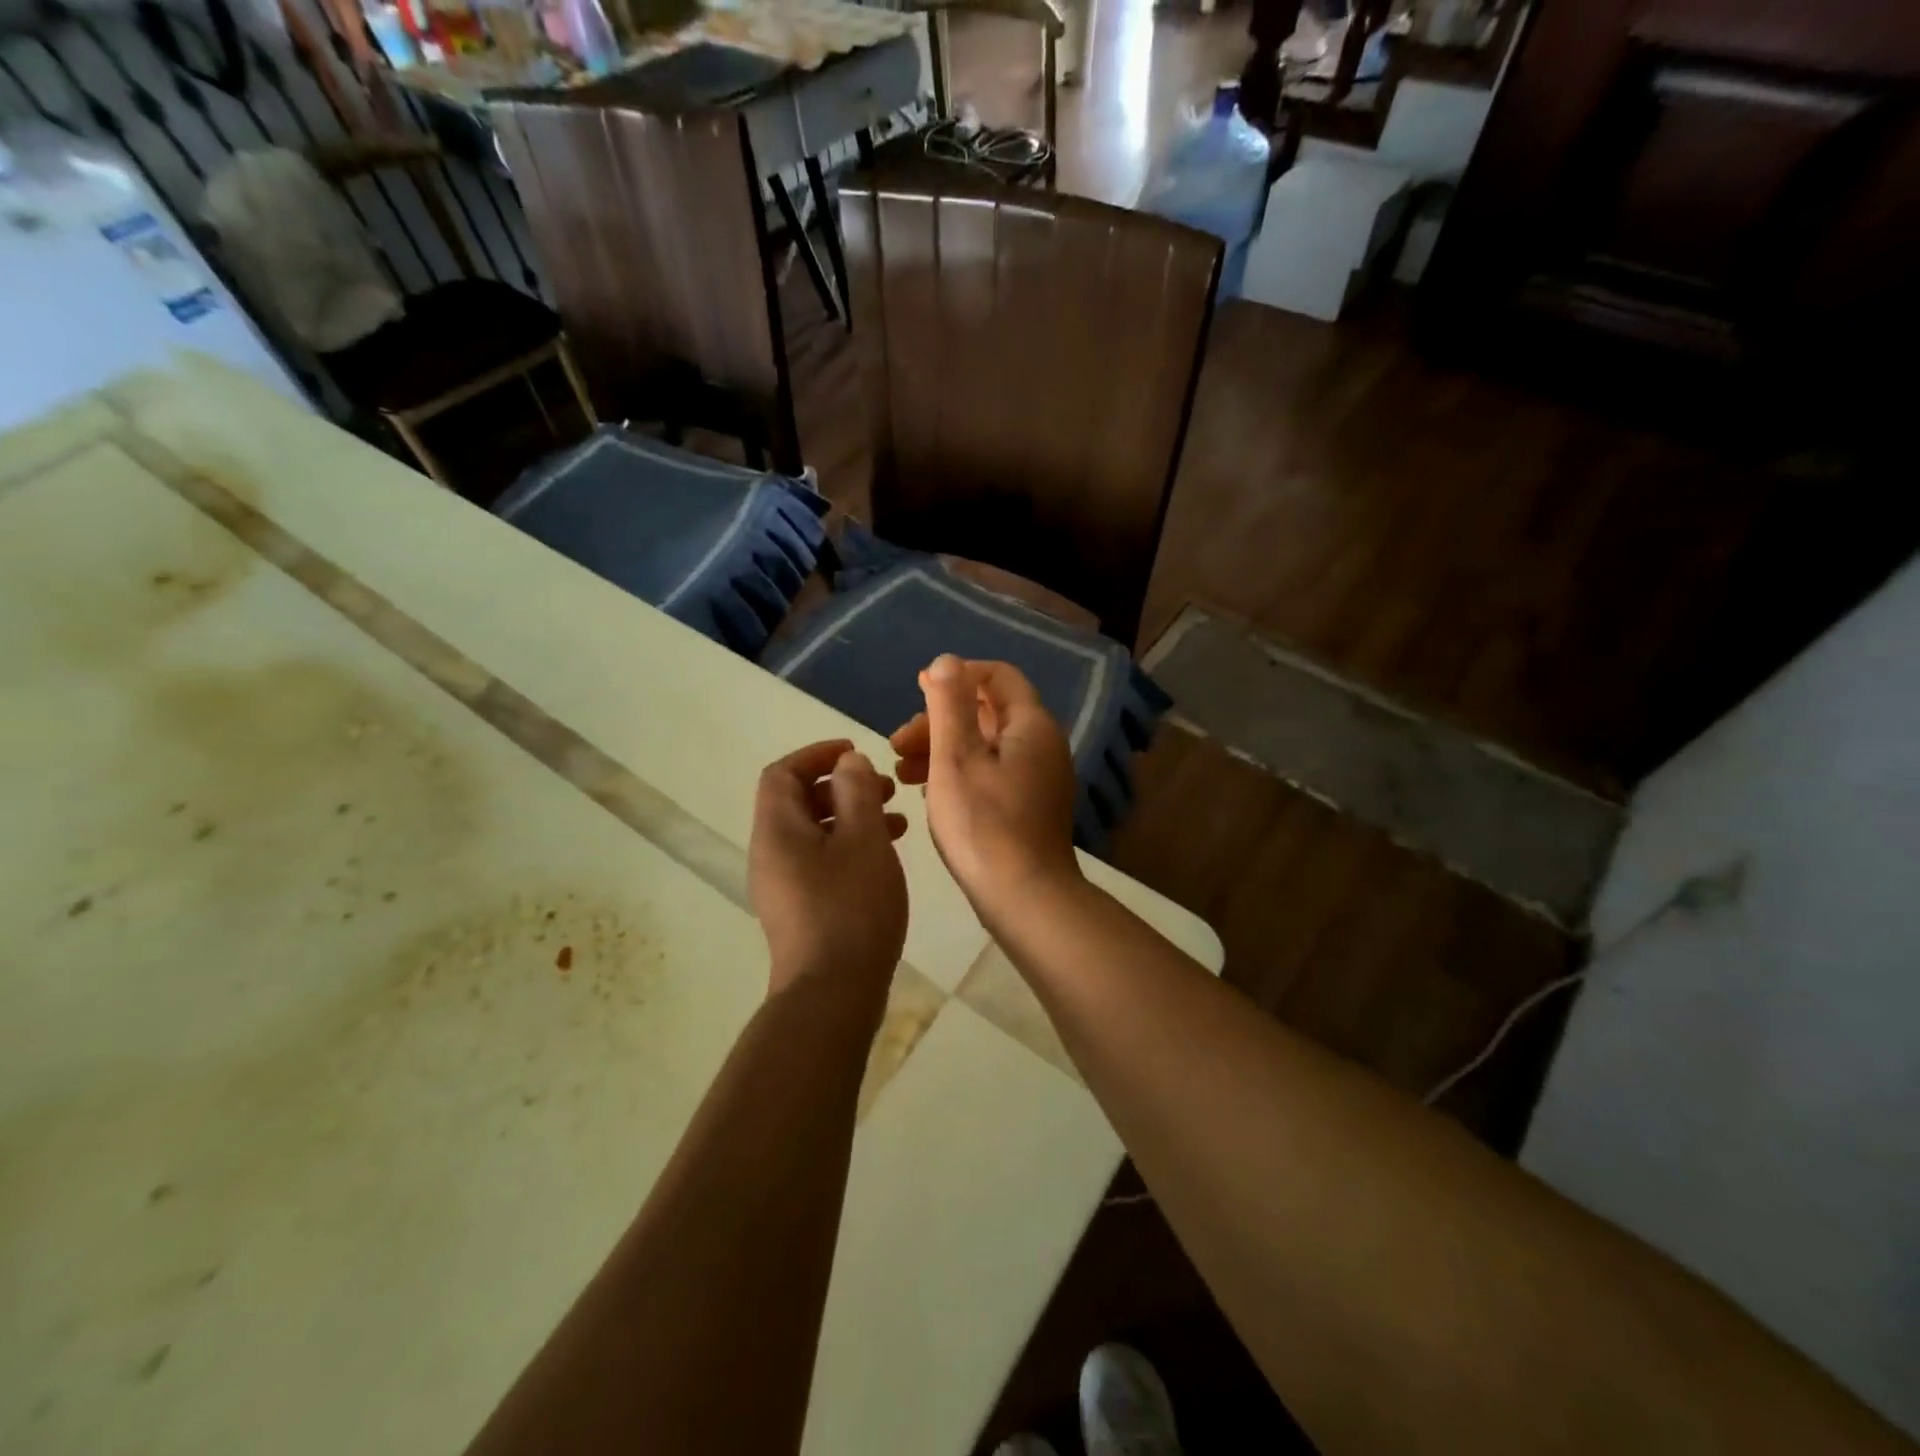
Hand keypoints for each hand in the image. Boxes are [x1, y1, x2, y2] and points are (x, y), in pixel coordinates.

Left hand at [749, 740, 908, 998]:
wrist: (832, 995)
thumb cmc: (851, 908)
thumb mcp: (863, 839)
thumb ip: (856, 792)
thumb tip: (848, 762)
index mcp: (777, 830)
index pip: (782, 773)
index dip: (817, 755)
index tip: (855, 752)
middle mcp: (770, 854)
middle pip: (797, 801)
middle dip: (841, 786)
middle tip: (884, 788)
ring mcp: (782, 885)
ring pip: (813, 833)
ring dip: (850, 817)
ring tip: (896, 821)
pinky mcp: (799, 910)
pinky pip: (820, 861)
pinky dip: (849, 847)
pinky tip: (884, 857)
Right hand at [889, 657, 1081, 922]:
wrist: (1025, 899)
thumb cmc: (984, 825)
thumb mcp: (956, 758)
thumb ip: (949, 705)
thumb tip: (947, 660)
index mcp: (1030, 726)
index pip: (997, 676)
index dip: (957, 675)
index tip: (918, 688)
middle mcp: (1041, 746)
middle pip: (987, 713)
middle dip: (938, 720)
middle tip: (897, 743)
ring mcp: (1038, 779)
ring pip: (984, 746)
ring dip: (942, 749)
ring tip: (901, 773)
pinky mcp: (1029, 807)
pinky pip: (990, 774)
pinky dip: (958, 774)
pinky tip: (927, 794)